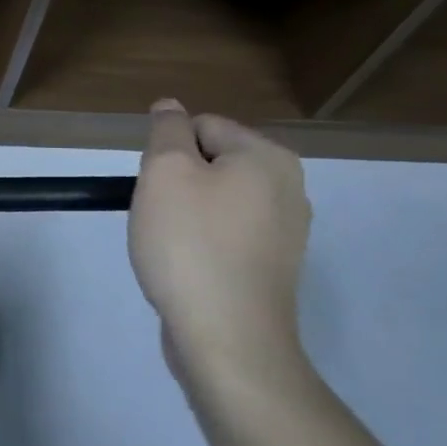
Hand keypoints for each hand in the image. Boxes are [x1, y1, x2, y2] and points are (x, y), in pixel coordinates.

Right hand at [128, 99, 312, 388]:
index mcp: (268, 157)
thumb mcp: (165, 171)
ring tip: (172, 246)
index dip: (168, 152)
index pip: (201, 126)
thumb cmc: (191, 243)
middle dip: (177, 184)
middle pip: (209, 162)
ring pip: (214, 201)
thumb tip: (171, 107)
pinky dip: (202, 244)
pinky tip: (189, 267)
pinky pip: (225, 235)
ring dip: (185, 215)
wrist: (228, 338)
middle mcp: (288, 188)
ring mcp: (286, 232)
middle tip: (161, 217)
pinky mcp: (273, 268)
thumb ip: (167, 130)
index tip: (157, 188)